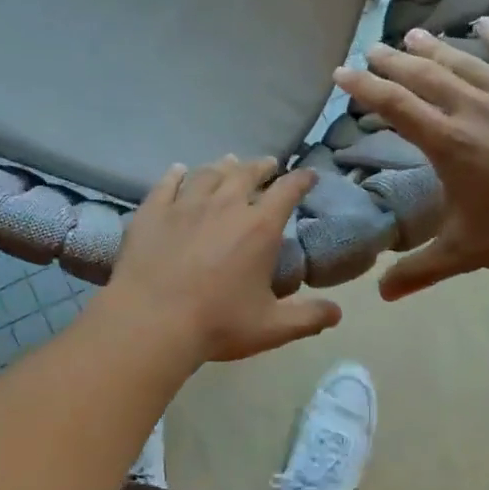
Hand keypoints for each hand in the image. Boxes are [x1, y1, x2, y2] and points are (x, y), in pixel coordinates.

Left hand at [100, 156, 342, 362]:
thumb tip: (337, 312)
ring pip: (208, 174)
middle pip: (247, 173)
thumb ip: (307, 318)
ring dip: (223, 166)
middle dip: (262, 166)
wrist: (151, 321)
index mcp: (259, 227)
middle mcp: (225, 205)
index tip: (308, 175)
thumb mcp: (271, 327)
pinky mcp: (153, 211)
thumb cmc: (217, 324)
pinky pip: (167, 183)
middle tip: (267, 165)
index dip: (301, 179)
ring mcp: (185, 204)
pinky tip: (179, 170)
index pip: (288, 191)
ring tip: (229, 162)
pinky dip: (176, 174)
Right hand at [333, 17, 488, 299]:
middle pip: (424, 76)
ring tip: (411, 35)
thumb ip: (420, 270)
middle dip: (393, 63)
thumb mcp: (467, 252)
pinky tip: (484, 24)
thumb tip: (381, 295)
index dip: (364, 88)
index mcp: (447, 141)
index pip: (395, 106)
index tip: (341, 73)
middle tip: (371, 50)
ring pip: (463, 62)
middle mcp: (472, 108)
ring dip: (434, 48)